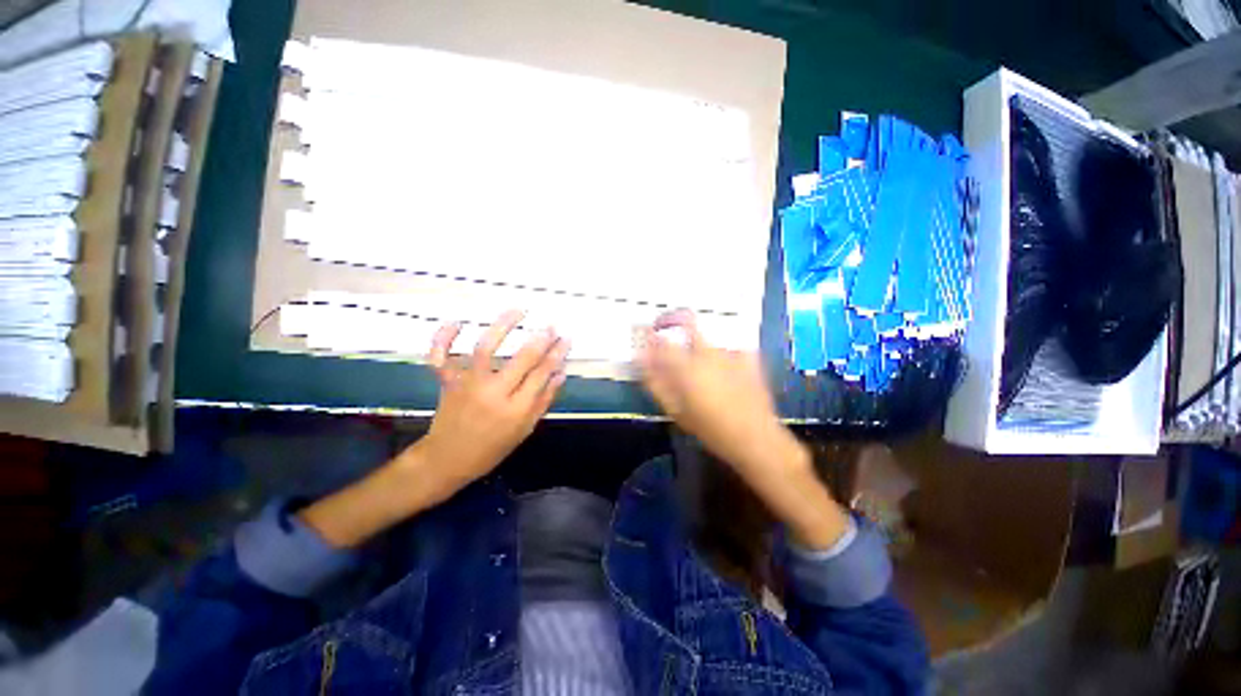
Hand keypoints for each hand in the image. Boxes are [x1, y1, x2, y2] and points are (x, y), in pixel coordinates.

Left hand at [413, 310, 569, 501]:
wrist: (447, 460)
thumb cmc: (492, 448)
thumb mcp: (525, 429)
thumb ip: (544, 400)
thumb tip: (561, 372)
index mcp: (516, 409)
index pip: (542, 374)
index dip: (557, 354)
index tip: (566, 338)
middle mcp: (494, 393)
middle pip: (522, 359)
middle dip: (542, 339)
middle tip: (552, 325)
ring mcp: (468, 385)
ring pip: (485, 348)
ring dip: (503, 326)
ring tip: (518, 310)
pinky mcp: (448, 382)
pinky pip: (440, 357)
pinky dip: (443, 339)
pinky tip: (457, 322)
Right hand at [638, 310, 848, 549]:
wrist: (755, 438)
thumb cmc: (710, 428)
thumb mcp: (676, 410)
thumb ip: (656, 382)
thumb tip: (641, 360)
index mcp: (687, 365)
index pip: (661, 339)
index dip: (650, 333)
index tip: (645, 333)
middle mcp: (707, 352)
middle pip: (688, 321)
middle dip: (674, 320)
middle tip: (667, 329)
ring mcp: (730, 352)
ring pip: (708, 334)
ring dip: (697, 339)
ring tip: (698, 358)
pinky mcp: (749, 356)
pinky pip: (729, 344)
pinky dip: (722, 350)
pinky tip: (723, 365)